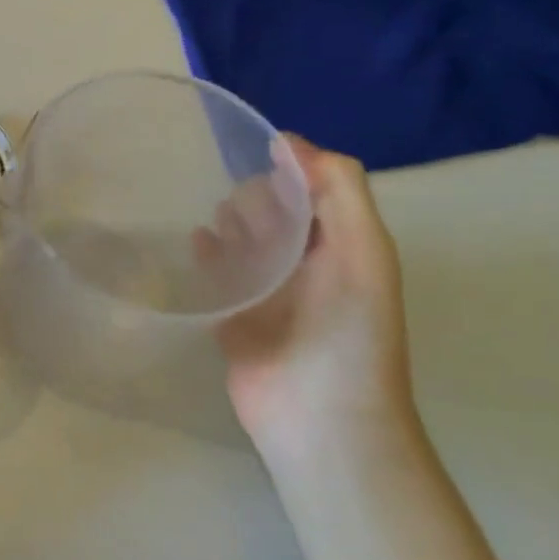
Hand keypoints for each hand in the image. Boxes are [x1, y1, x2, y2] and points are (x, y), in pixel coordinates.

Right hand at [215, 139, 414, 450]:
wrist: (318, 418)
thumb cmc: (347, 333)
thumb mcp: (362, 252)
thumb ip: (338, 190)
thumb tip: (288, 140)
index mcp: (344, 246)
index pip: (313, 188)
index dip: (289, 169)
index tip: (255, 157)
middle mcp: (307, 265)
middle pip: (274, 211)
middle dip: (255, 198)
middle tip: (238, 210)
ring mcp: (268, 293)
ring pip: (242, 239)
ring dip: (229, 222)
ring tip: (216, 224)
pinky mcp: (234, 316)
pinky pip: (216, 273)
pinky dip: (206, 253)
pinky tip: (195, 244)